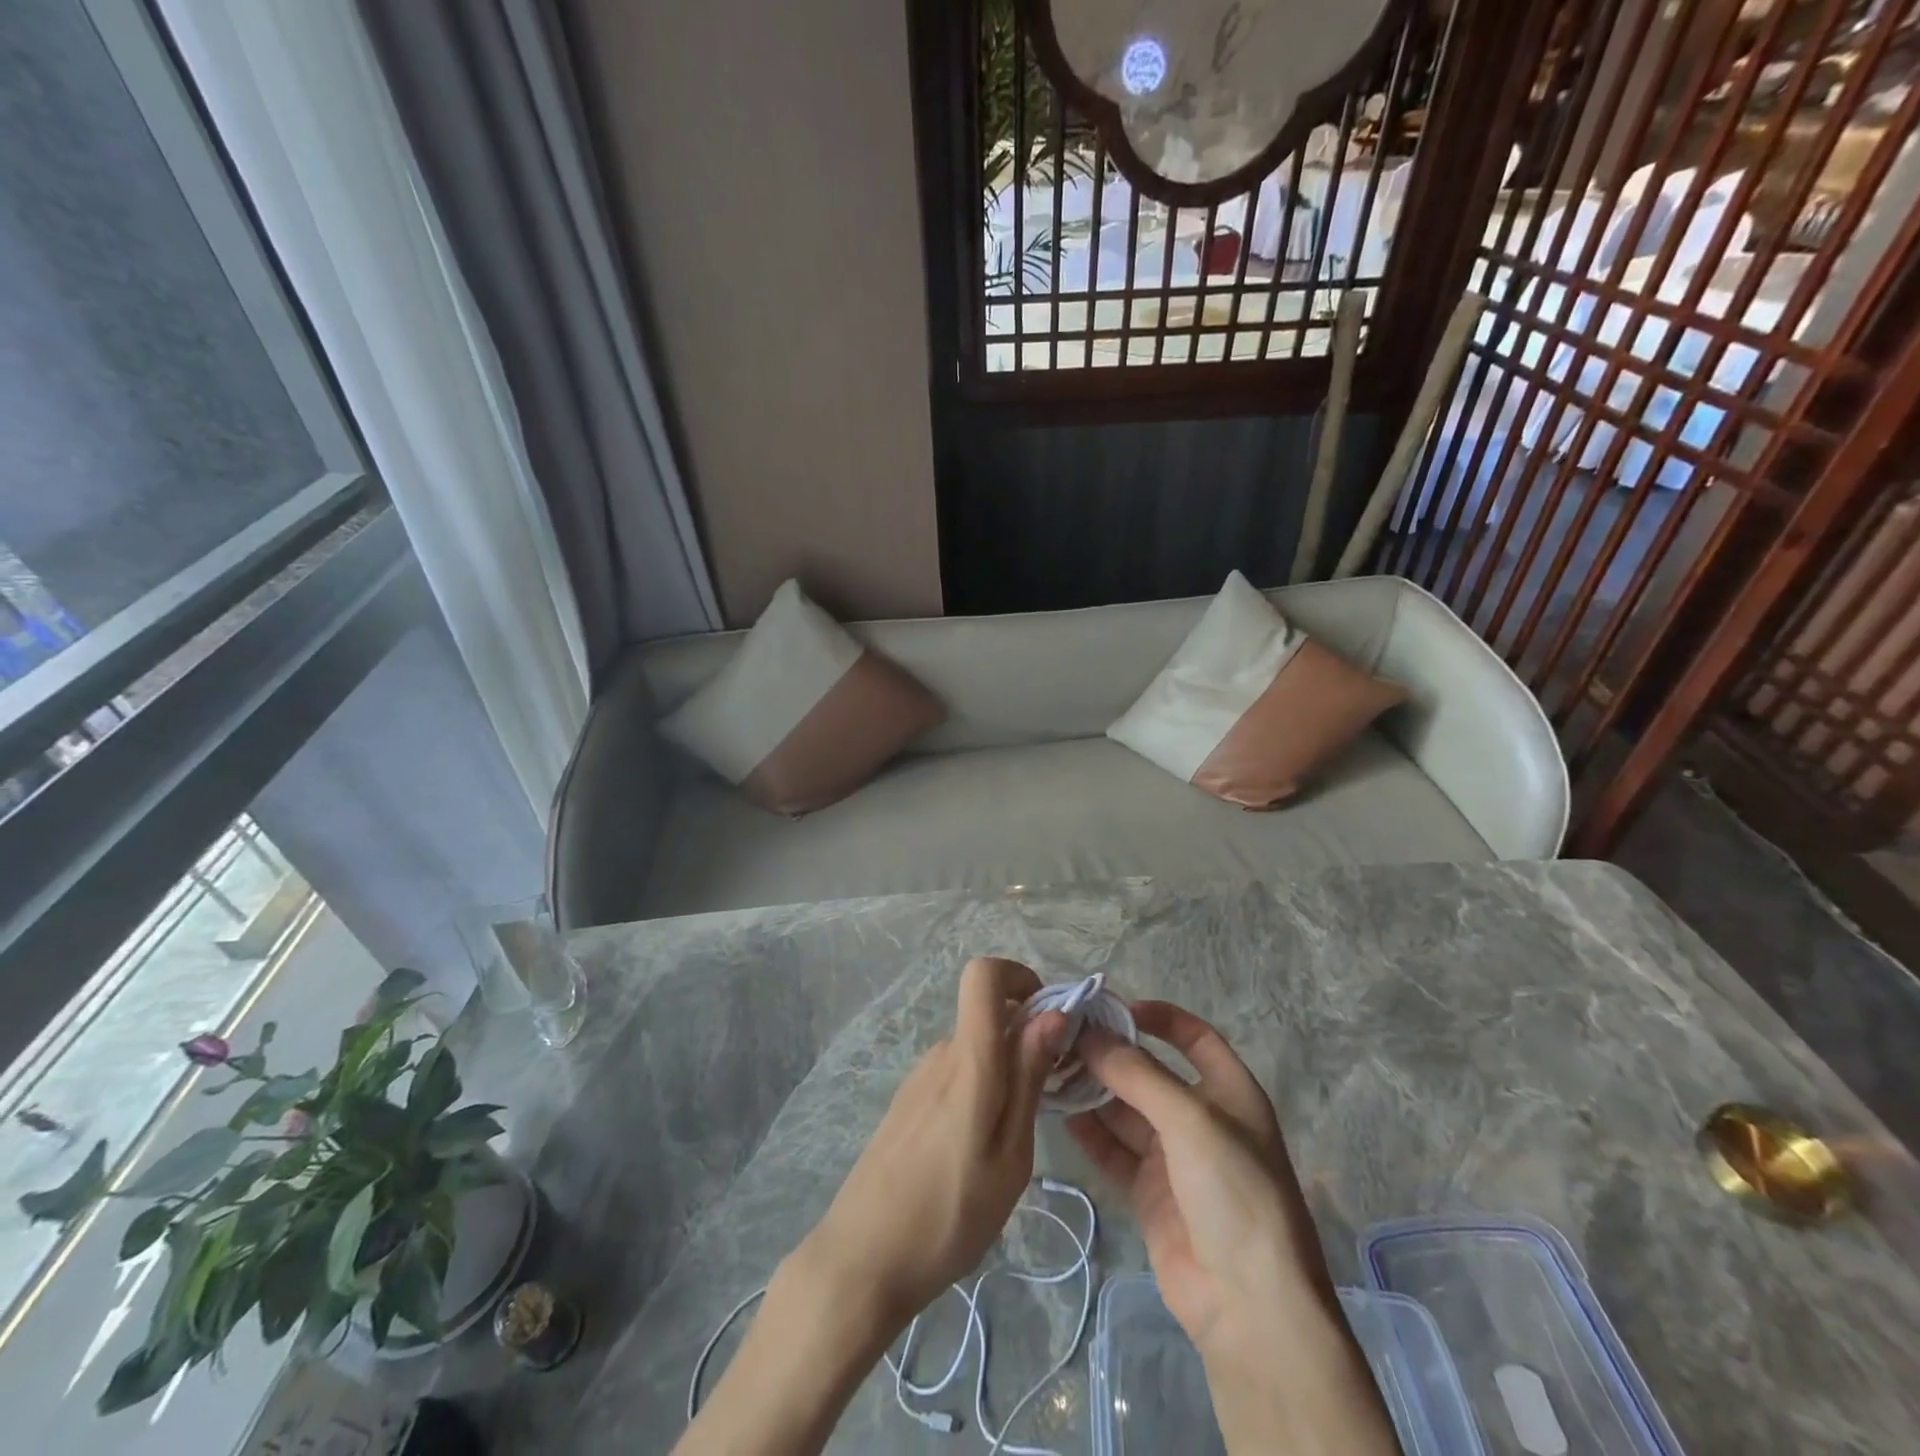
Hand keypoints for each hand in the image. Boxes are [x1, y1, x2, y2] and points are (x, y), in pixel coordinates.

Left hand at [675, 959, 1065, 1455]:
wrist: (861, 1260)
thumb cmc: (948, 1216)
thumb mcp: (1009, 1157)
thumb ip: (1028, 1079)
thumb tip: (1052, 1013)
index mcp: (968, 1061)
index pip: (982, 974)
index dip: (1018, 976)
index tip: (1049, 1018)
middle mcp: (940, 1054)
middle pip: (987, 1015)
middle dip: (1025, 1039)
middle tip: (1047, 1100)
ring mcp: (920, 1077)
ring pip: (975, 1048)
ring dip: (1003, 1071)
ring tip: (1010, 1142)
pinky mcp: (908, 1100)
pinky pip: (955, 1073)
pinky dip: (979, 1090)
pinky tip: (975, 1151)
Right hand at [1068, 1002, 1395, 1454]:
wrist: (1250, 1306)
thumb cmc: (1234, 1192)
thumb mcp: (1189, 1119)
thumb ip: (1136, 1073)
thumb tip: (1089, 1033)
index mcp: (1229, 1092)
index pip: (1193, 1037)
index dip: (1158, 1017)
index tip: (1112, 1007)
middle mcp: (1201, 1118)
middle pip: (1149, 1073)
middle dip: (1110, 1055)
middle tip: (1062, 1037)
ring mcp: (1174, 1158)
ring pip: (1126, 1111)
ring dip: (1093, 1091)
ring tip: (1051, 1068)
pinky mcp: (1150, 1193)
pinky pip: (1114, 1150)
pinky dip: (1090, 1132)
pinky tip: (1059, 1112)